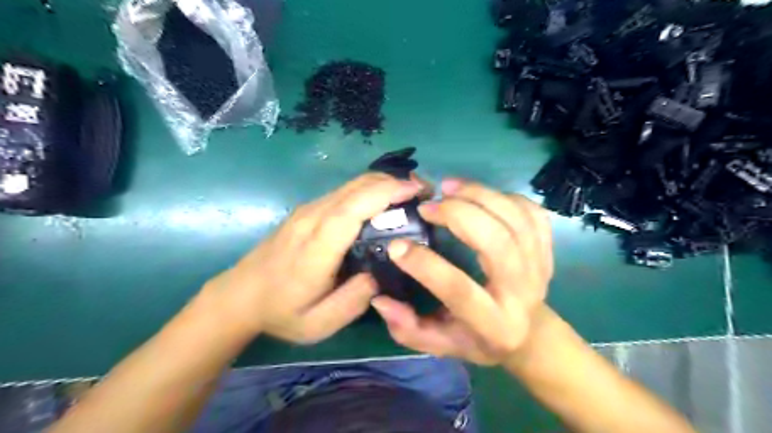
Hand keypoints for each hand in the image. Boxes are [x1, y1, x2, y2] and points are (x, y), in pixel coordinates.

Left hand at [203, 173, 427, 343]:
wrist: (240, 295)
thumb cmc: (281, 312)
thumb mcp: (321, 322)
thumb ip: (357, 298)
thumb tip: (383, 271)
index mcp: (316, 246)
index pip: (352, 208)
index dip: (385, 193)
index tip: (416, 190)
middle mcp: (312, 219)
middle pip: (356, 187)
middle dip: (394, 182)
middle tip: (424, 192)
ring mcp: (308, 210)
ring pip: (351, 185)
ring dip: (384, 184)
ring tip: (411, 195)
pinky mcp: (308, 211)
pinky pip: (344, 192)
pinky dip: (370, 190)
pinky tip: (384, 202)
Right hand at [371, 179, 551, 365]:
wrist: (529, 333)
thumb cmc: (479, 339)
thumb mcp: (440, 344)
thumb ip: (408, 328)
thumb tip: (380, 299)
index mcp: (493, 322)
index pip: (459, 289)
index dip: (425, 265)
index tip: (397, 245)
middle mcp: (521, 291)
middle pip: (496, 242)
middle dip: (458, 214)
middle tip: (429, 206)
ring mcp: (538, 265)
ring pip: (515, 218)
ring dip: (479, 195)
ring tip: (448, 187)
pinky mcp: (545, 248)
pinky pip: (530, 212)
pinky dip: (502, 196)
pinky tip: (478, 195)